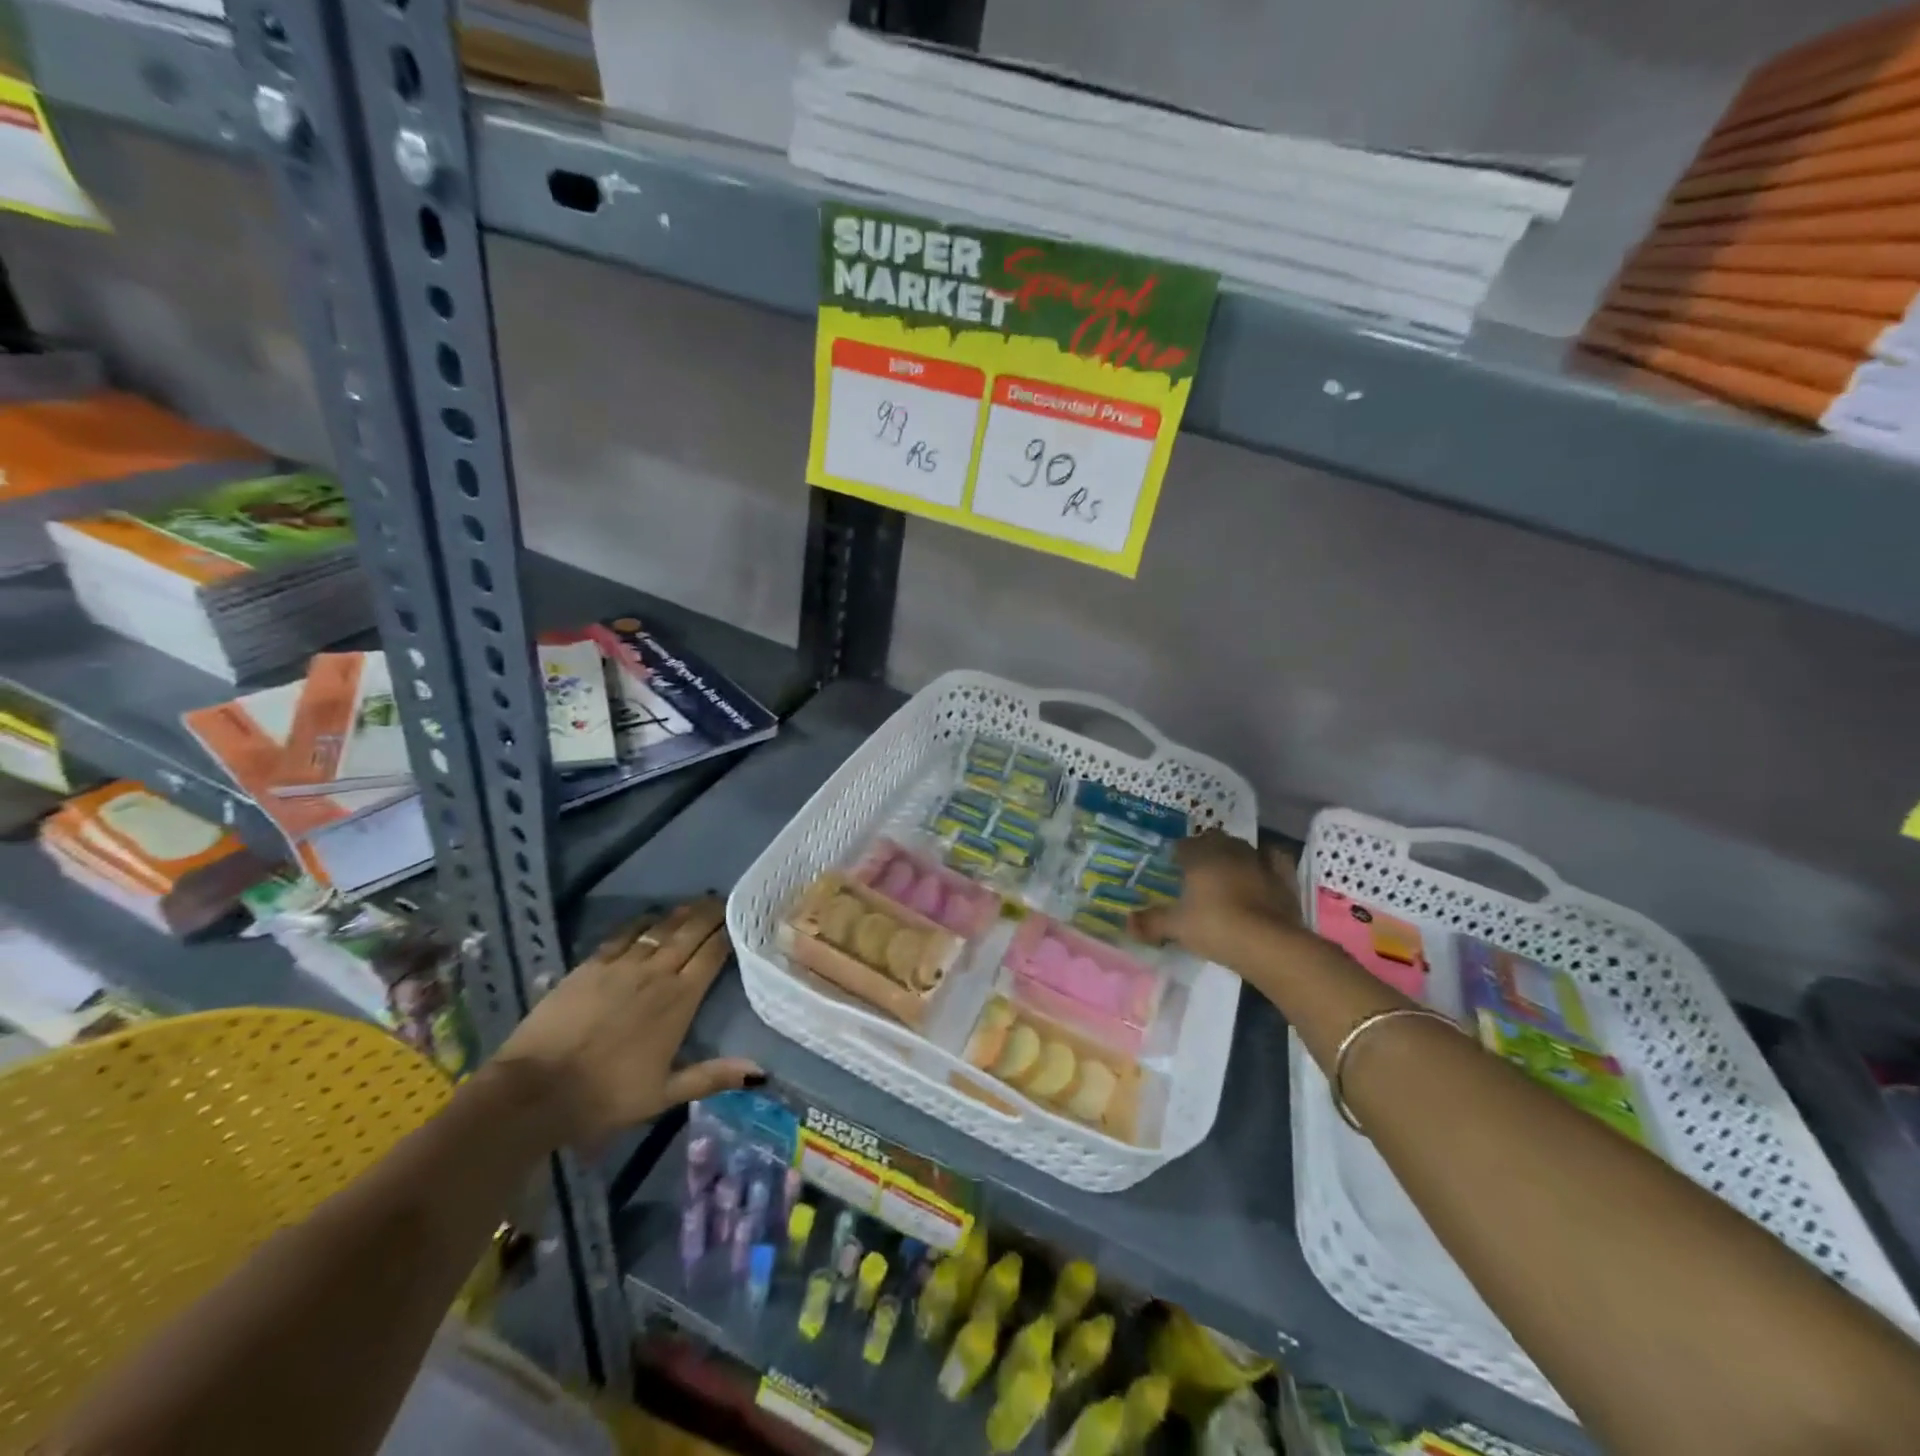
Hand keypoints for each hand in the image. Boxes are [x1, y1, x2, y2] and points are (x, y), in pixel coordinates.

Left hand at [494, 897, 762, 1145]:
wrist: (536, 1090)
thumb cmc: (606, 1096)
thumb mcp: (664, 1094)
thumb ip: (712, 1076)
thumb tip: (759, 1071)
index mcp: (679, 1001)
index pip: (711, 955)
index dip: (727, 934)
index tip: (739, 920)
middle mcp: (656, 974)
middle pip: (690, 933)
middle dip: (709, 914)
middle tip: (723, 900)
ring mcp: (621, 966)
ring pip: (660, 928)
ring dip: (681, 914)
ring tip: (695, 903)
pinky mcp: (590, 965)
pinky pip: (624, 934)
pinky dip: (641, 923)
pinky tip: (649, 917)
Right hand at [1133, 830, 1307, 969]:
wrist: (1269, 944)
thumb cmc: (1216, 927)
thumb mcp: (1177, 927)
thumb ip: (1151, 922)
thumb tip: (1126, 922)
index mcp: (1201, 856)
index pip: (1183, 845)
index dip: (1176, 854)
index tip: (1172, 866)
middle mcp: (1229, 851)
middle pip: (1214, 840)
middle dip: (1205, 849)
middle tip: (1197, 869)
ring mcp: (1259, 862)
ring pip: (1243, 847)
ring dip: (1234, 854)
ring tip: (1227, 871)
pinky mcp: (1283, 878)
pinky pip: (1274, 860)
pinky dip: (1267, 863)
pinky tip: (1263, 871)